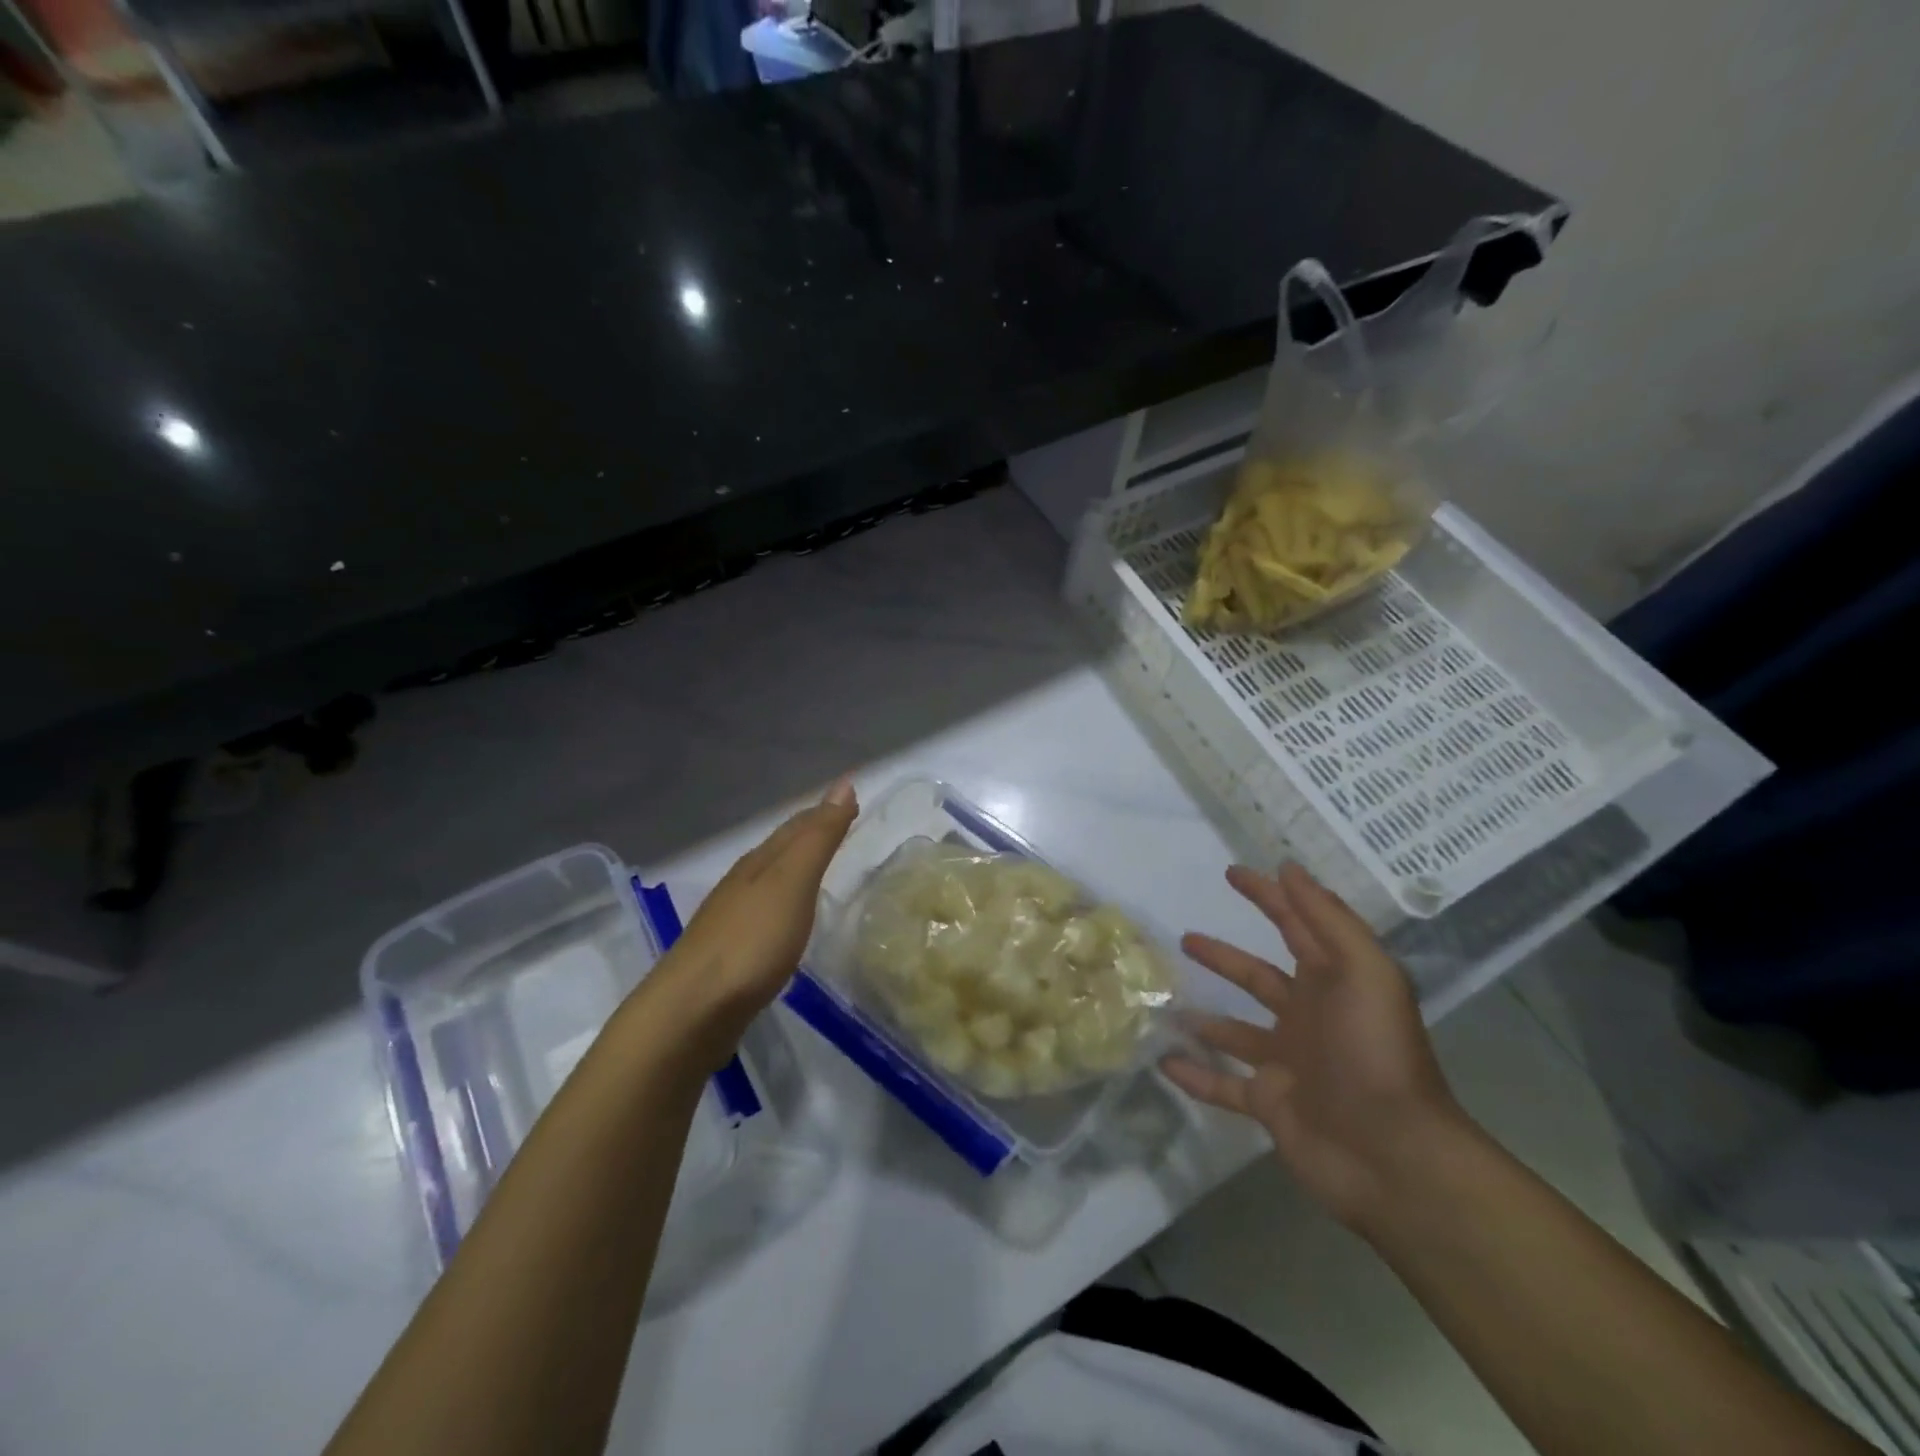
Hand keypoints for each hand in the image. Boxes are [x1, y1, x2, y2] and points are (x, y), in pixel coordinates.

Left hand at [648, 776, 857, 1059]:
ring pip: (769, 880)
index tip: (852, 799)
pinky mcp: (729, 955)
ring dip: (795, 868)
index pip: (796, 826)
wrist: (691, 1010)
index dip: (824, 811)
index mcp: (759, 863)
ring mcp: (730, 919)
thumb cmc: (751, 942)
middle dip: (808, 833)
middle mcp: (742, 883)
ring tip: (819, 866)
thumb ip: (819, 837)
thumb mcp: (793, 882)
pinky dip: (784, 903)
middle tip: (840, 825)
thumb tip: (844, 783)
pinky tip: (788, 919)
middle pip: (779, 849)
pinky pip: (764, 913)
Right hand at [1163, 863, 1466, 1228]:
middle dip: (1224, 956)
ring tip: (1165, 1001)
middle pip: (1257, 977)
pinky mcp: (1270, 1103)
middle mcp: (1308, 1017)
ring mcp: (1287, 1062)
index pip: (1294, 926)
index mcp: (1332, 983)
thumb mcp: (1365, 972)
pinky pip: (1223, 1086)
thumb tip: (1288, 868)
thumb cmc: (1375, 1052)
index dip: (1267, 896)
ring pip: (1235, 1031)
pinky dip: (1195, 1076)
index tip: (1232, 873)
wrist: (1393, 1155)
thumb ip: (1327, 919)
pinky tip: (1163, 1062)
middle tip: (1185, 938)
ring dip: (1204, 1017)